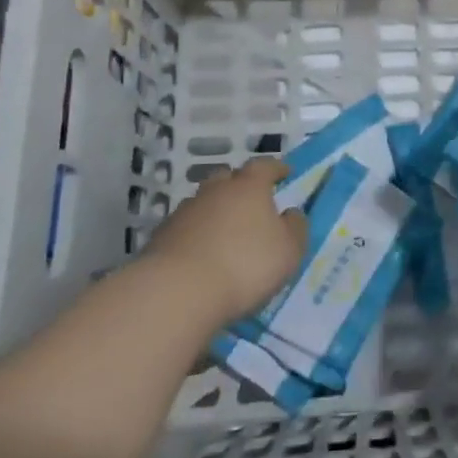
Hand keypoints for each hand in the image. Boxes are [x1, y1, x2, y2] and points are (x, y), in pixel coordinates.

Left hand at [146, 157, 307, 326]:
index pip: (264, 166)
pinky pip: (186, 227)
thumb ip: (295, 227)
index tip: (284, 172)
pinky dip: (196, 234)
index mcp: (249, 187)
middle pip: (228, 178)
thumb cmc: (246, 265)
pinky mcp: (162, 237)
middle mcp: (215, 191)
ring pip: (204, 202)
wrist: (179, 291)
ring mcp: (185, 212)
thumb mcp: (289, 250)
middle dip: (240, 185)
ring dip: (215, 211)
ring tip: (225, 232)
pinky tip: (202, 253)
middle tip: (251, 201)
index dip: (275, 168)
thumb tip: (291, 213)